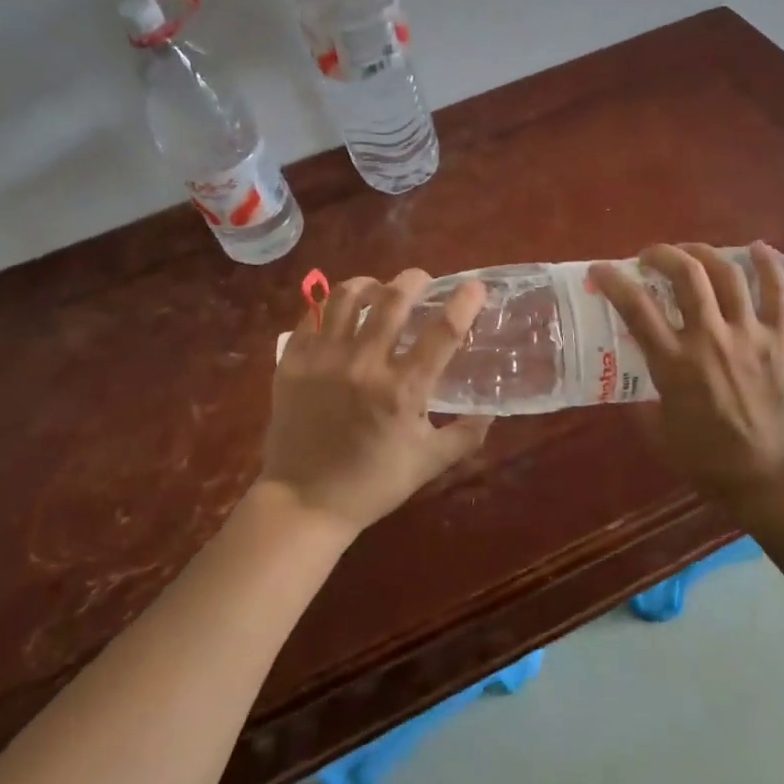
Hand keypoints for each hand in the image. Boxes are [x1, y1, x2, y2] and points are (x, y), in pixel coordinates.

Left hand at [259, 269, 492, 534]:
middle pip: (393, 300)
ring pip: (347, 297)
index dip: (464, 303)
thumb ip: (465, 435)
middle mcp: (364, 366)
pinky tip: (340, 312)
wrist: (303, 503)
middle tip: (422, 281)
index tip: (475, 286)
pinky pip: (311, 316)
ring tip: (378, 289)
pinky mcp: (292, 363)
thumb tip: (491, 411)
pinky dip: (330, 306)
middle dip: (414, 280)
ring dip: (369, 284)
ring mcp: (323, 360)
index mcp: (402, 391)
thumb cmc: (372, 485)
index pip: (443, 333)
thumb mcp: (428, 464)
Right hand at [590, 242, 783, 512]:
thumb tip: (631, 383)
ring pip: (727, 274)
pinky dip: (769, 265)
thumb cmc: (710, 463)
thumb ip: (642, 402)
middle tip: (650, 256)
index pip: (635, 307)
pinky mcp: (781, 340)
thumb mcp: (659, 434)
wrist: (774, 480)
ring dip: (704, 252)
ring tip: (691, 252)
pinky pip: (778, 293)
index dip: (613, 280)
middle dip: (662, 254)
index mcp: (674, 364)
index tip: (600, 270)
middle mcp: (710, 339)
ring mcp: (749, 335)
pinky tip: (759, 247)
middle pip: (686, 275)